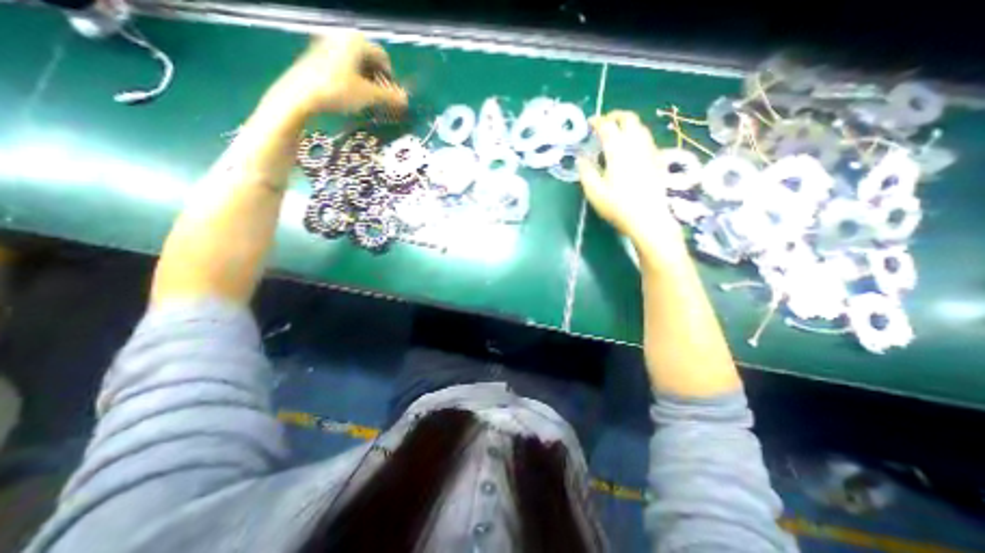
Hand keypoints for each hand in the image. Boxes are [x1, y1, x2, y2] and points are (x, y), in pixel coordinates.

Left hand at [267, 29, 404, 115]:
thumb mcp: (369, 95)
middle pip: (369, 59)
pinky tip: (352, 94)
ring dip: (367, 81)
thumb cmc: (338, 91)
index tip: (393, 96)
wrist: (301, 94)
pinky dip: (353, 79)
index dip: (391, 78)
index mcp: (357, 41)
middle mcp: (342, 36)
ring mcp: (328, 44)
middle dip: (379, 80)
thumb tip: (406, 100)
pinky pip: (344, 65)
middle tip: (382, 99)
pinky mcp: (318, 56)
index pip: (383, 58)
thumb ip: (390, 97)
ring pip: (356, 63)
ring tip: (368, 99)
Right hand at [579, 111, 687, 251]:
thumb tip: (581, 157)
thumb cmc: (618, 206)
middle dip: (614, 116)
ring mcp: (650, 151)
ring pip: (640, 127)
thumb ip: (585, 171)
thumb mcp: (594, 192)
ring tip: (616, 134)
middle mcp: (636, 144)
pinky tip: (630, 149)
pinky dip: (636, 136)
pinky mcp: (658, 160)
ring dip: (626, 125)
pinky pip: (646, 139)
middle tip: (604, 123)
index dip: (597, 122)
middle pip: (628, 118)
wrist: (649, 219)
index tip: (589, 123)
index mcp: (618, 150)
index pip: (607, 126)